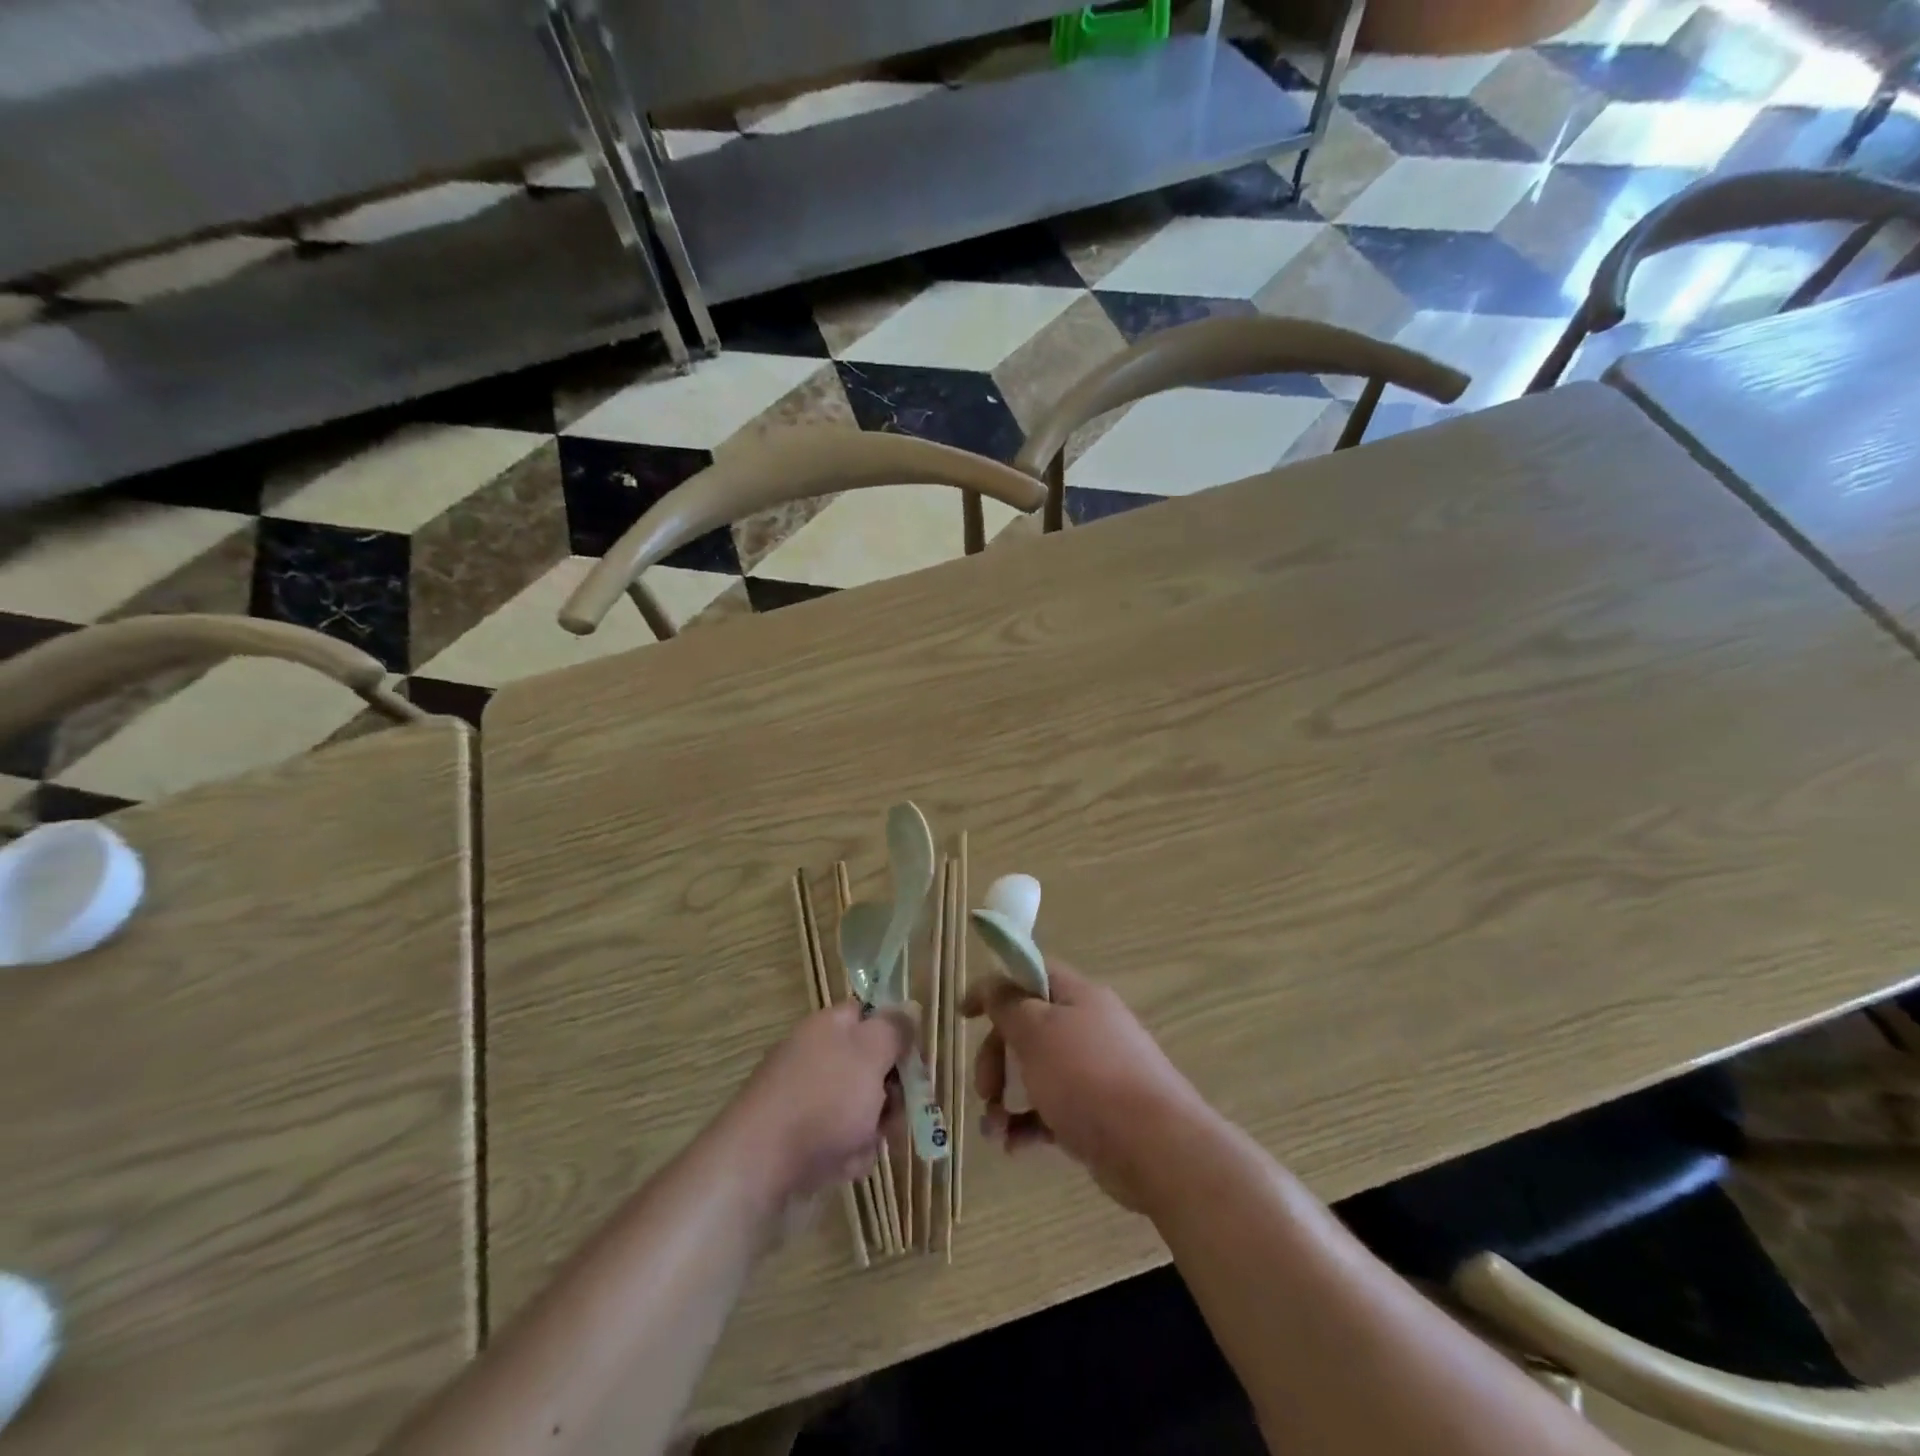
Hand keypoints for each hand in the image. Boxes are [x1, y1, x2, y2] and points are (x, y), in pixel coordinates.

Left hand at [728, 1002, 912, 1216]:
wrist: (757, 1170)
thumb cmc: (823, 1100)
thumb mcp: (870, 1053)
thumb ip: (894, 1029)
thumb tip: (908, 1008)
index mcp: (828, 1027)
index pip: (868, 1013)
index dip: (894, 1032)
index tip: (912, 1057)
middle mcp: (815, 1057)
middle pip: (870, 1066)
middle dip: (890, 1092)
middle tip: (896, 1110)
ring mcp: (806, 1101)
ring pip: (861, 1108)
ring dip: (872, 1129)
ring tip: (863, 1144)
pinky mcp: (800, 1142)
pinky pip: (841, 1142)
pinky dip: (848, 1155)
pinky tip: (842, 1167)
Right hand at [963, 959, 1210, 1211]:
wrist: (1157, 1148)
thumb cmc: (1088, 1077)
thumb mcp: (1036, 1031)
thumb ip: (1008, 1004)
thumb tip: (993, 984)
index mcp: (1077, 996)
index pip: (1030, 973)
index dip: (995, 987)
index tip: (964, 1013)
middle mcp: (1087, 1027)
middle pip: (1027, 1026)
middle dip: (996, 1056)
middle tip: (983, 1089)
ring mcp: (1095, 1071)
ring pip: (1036, 1072)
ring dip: (1005, 1098)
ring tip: (993, 1130)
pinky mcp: (1098, 1113)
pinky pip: (1052, 1110)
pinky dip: (1027, 1125)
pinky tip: (1013, 1147)